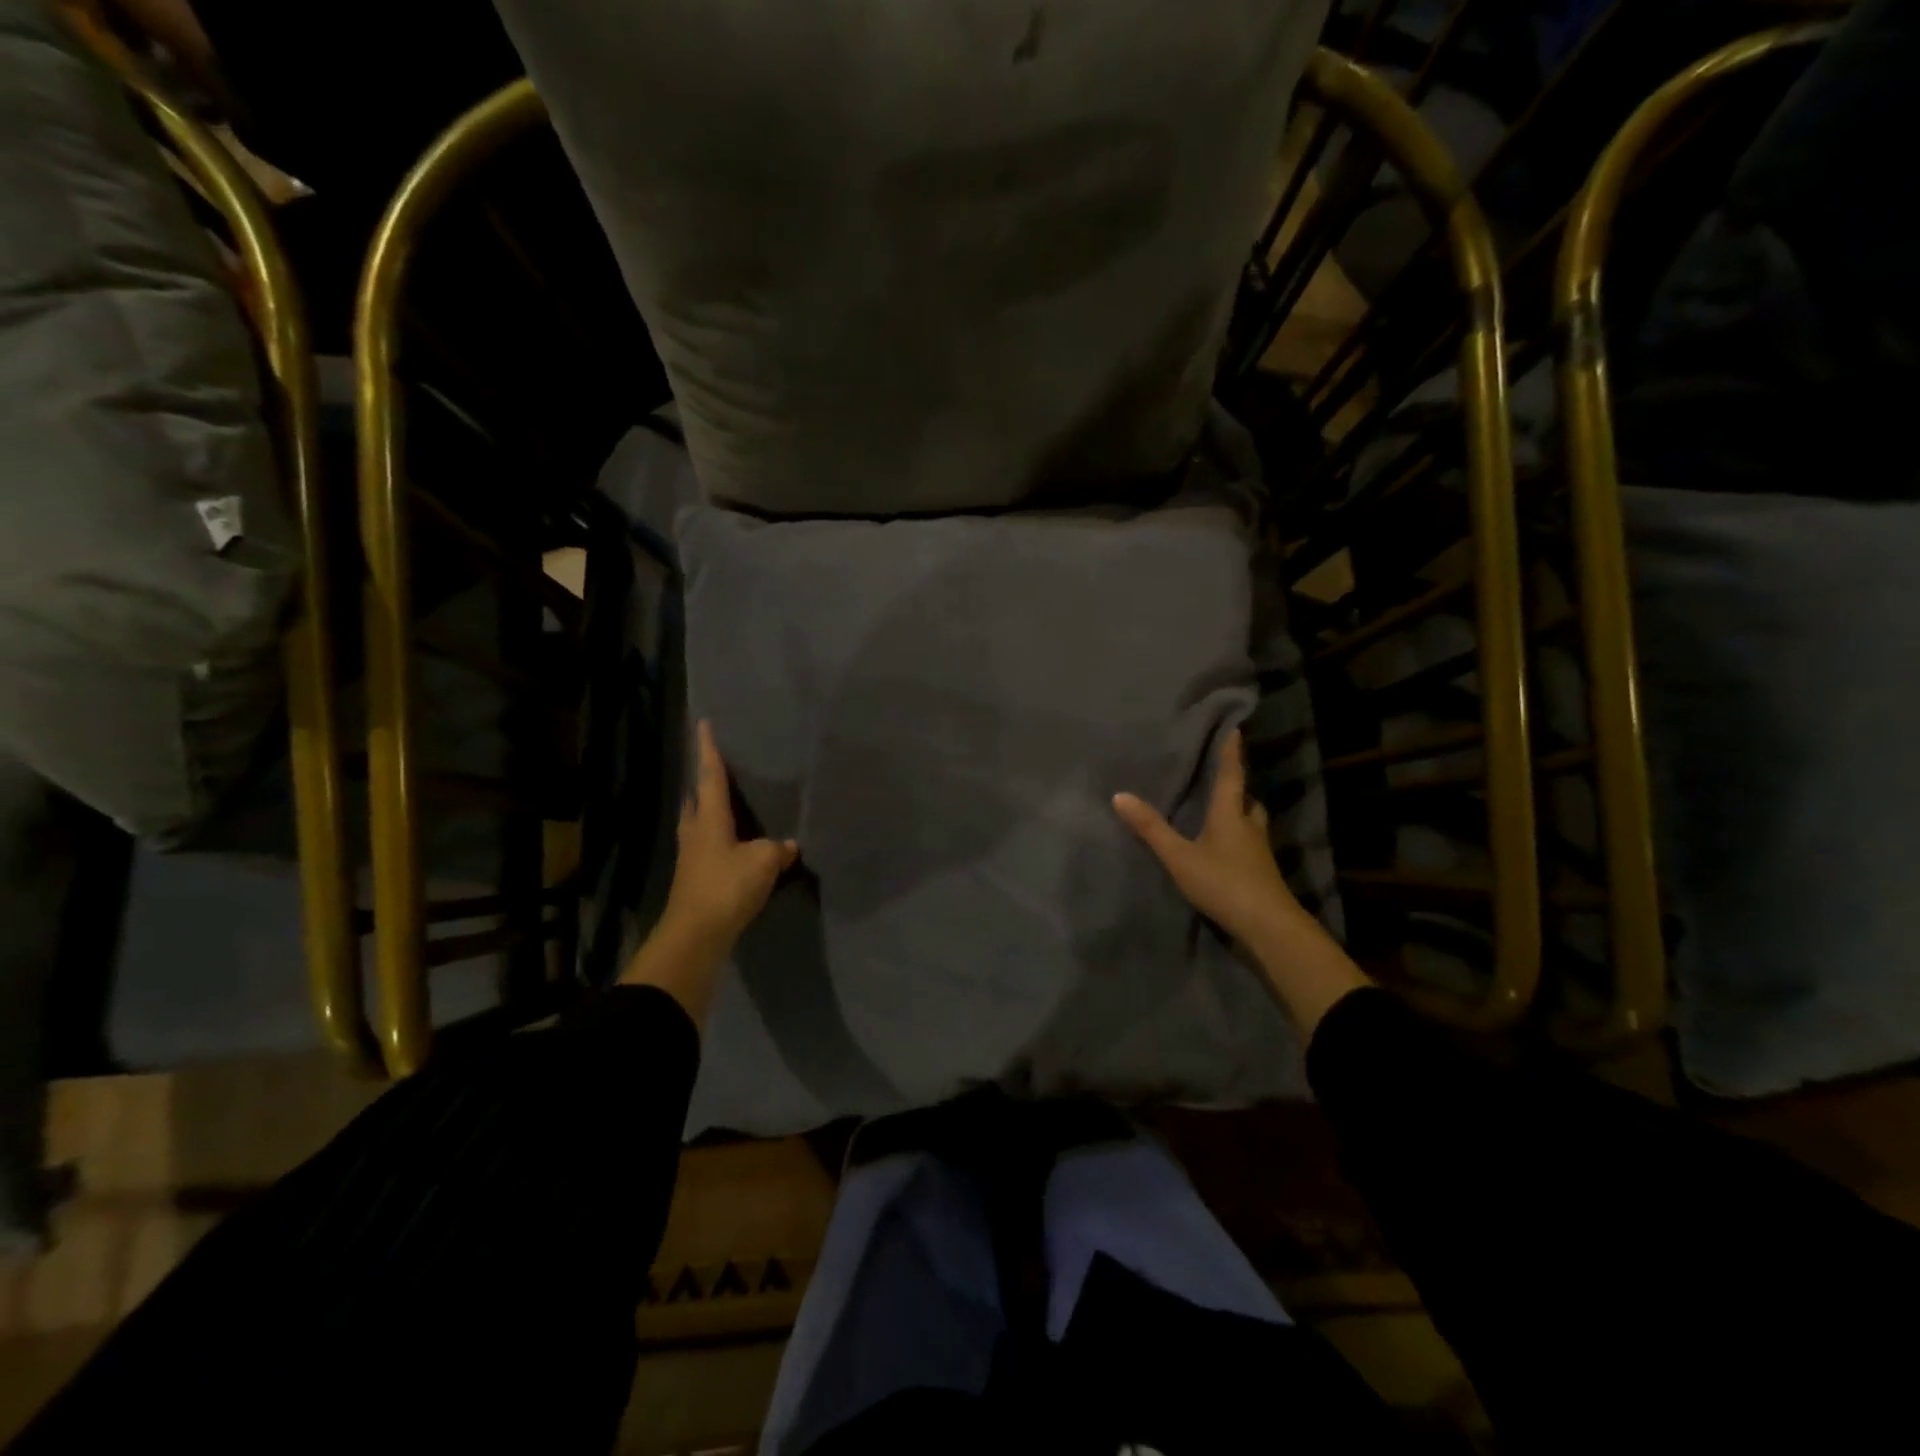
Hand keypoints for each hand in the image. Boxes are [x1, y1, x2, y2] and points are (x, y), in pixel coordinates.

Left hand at [620, 721, 797, 1024]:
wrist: (696, 936)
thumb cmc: (726, 888)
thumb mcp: (763, 863)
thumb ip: (777, 849)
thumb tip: (788, 845)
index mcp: (709, 819)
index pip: (710, 776)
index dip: (708, 750)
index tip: (703, 724)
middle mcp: (696, 832)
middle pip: (697, 799)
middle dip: (704, 781)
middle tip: (717, 767)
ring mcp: (692, 857)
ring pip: (699, 823)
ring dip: (709, 810)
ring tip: (727, 803)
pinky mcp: (695, 878)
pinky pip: (708, 847)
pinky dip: (720, 838)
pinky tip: (735, 845)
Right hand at [1114, 728, 1368, 1038]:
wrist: (1268, 928)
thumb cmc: (1224, 883)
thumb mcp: (1180, 856)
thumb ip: (1151, 828)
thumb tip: (1119, 795)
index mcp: (1231, 814)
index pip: (1232, 776)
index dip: (1231, 753)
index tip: (1235, 730)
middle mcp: (1250, 828)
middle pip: (1247, 801)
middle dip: (1237, 789)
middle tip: (1223, 780)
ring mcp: (1259, 854)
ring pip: (1252, 825)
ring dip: (1240, 816)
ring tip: (1221, 814)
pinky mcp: (1262, 876)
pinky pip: (1250, 848)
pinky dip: (1238, 842)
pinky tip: (1224, 852)